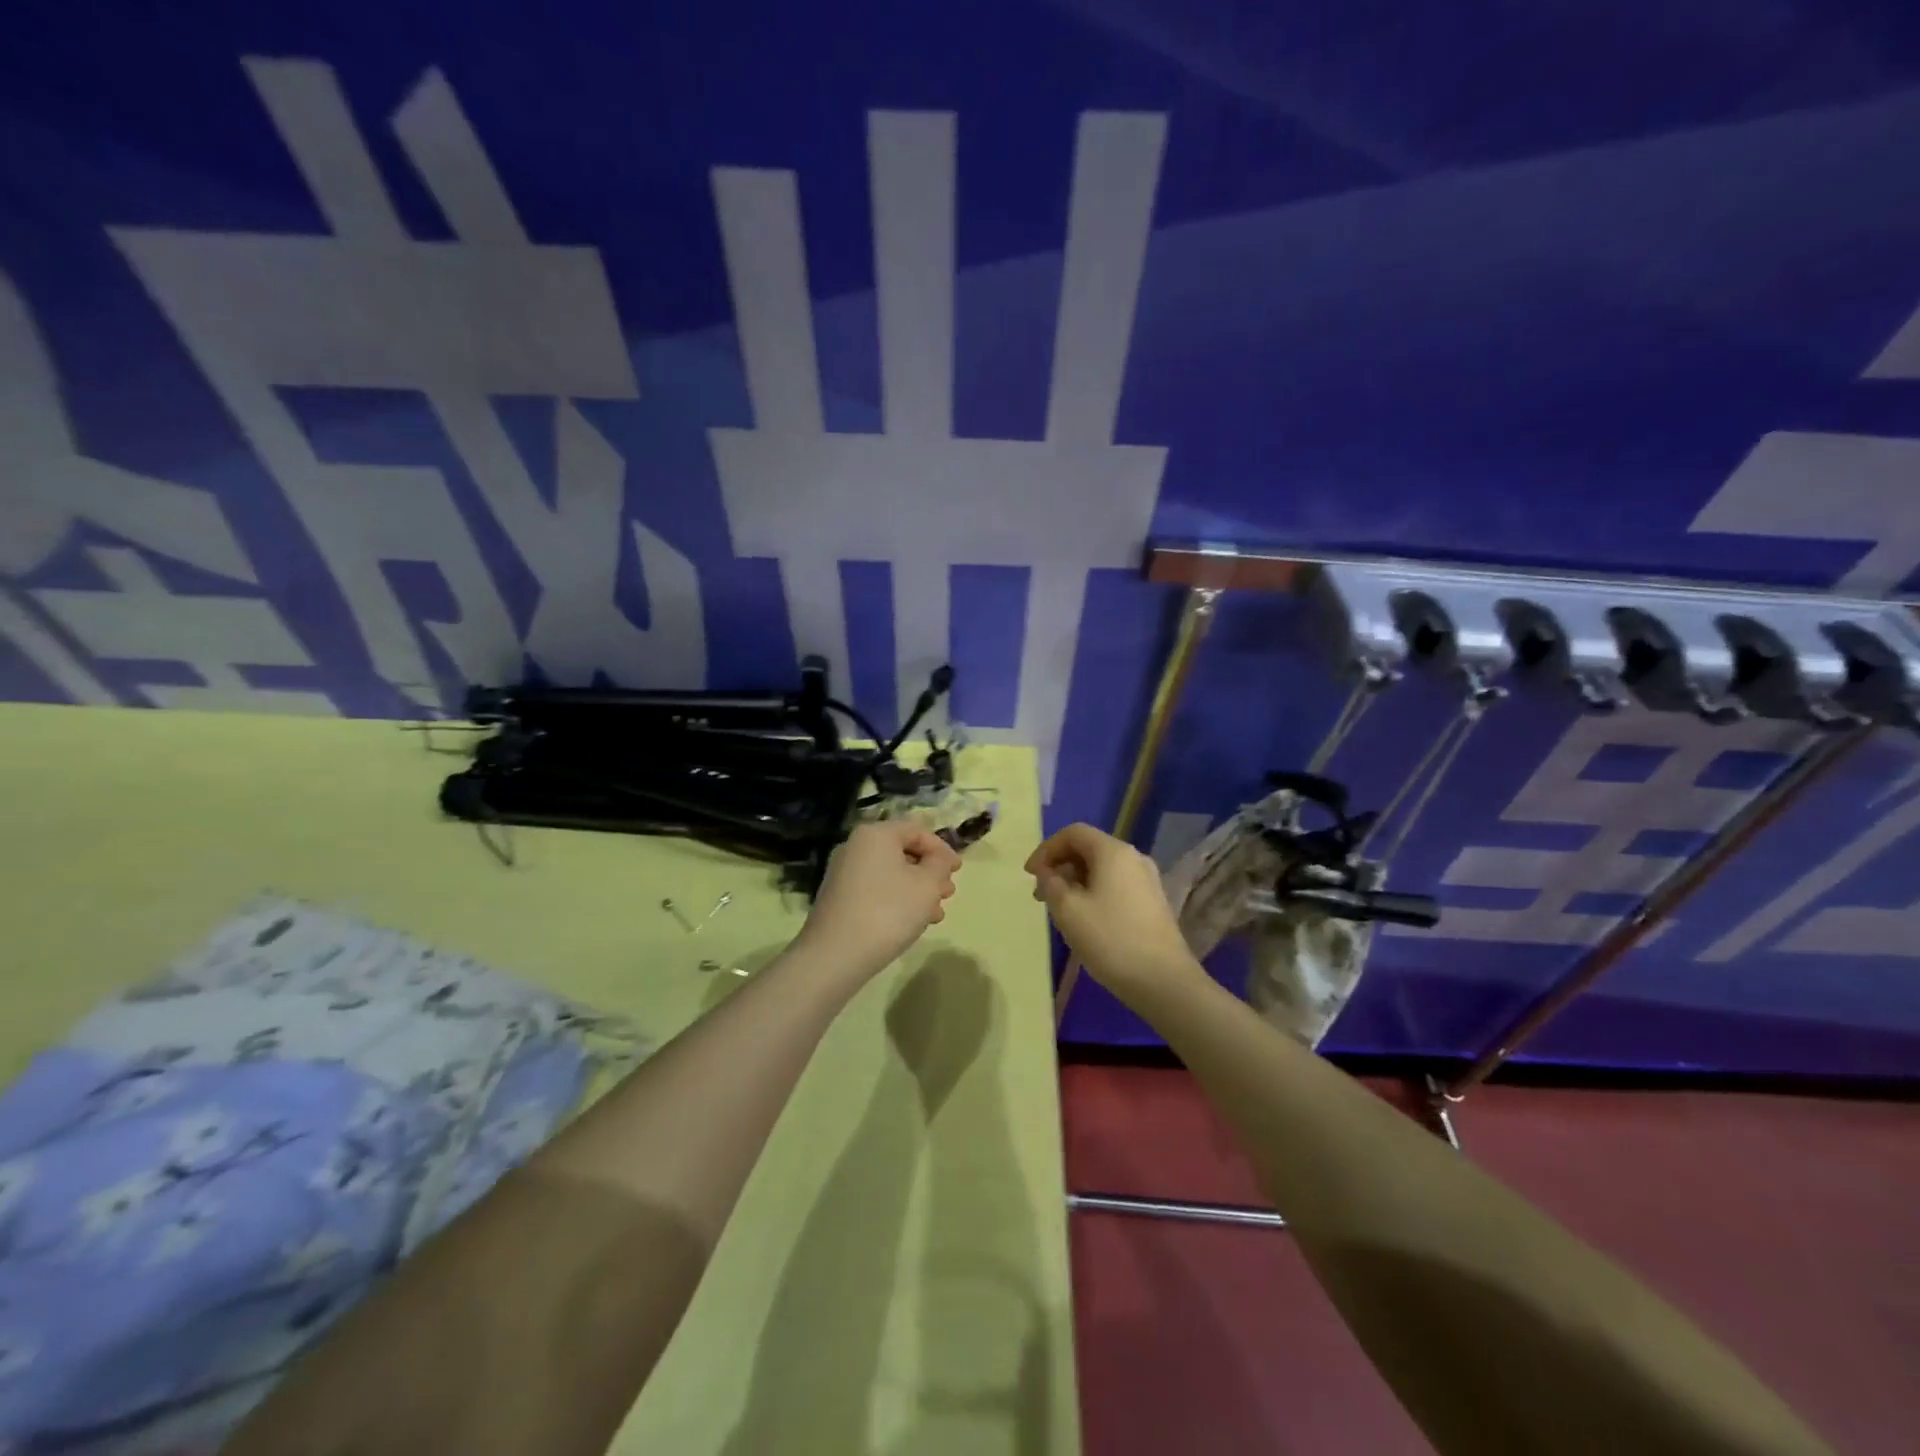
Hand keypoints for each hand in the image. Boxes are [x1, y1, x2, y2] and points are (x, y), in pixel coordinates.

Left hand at [794, 821, 961, 978]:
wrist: (835, 955)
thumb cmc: (888, 911)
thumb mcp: (927, 884)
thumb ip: (939, 864)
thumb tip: (938, 857)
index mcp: (876, 834)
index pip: (917, 830)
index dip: (942, 848)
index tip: (958, 871)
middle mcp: (856, 846)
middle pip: (903, 851)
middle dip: (930, 871)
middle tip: (948, 893)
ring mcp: (844, 873)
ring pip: (891, 873)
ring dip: (918, 889)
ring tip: (935, 913)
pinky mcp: (839, 897)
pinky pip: (876, 889)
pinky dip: (898, 899)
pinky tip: (912, 922)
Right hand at [1026, 824, 1199, 998]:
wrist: (1164, 980)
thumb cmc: (1111, 940)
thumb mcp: (1068, 911)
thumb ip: (1051, 884)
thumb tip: (1048, 873)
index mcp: (1113, 852)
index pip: (1073, 833)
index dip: (1046, 849)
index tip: (1029, 875)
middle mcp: (1133, 858)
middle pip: (1088, 848)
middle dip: (1059, 866)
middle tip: (1040, 895)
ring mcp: (1147, 880)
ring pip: (1102, 868)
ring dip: (1075, 881)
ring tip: (1059, 909)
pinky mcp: (1152, 902)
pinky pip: (1115, 884)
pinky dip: (1094, 892)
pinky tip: (1085, 919)